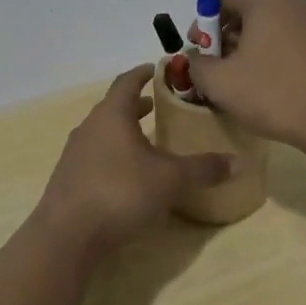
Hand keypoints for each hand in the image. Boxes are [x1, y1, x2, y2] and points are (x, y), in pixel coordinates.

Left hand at [37, 65, 231, 254]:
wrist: (67, 235)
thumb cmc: (120, 192)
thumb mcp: (170, 180)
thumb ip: (203, 169)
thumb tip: (239, 162)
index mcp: (112, 115)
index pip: (127, 82)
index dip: (142, 73)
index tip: (156, 68)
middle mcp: (90, 127)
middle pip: (113, 107)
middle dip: (136, 105)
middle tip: (158, 106)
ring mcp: (75, 154)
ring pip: (103, 132)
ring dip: (123, 131)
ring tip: (146, 140)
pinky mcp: (68, 179)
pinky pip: (94, 155)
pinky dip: (112, 154)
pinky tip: (127, 174)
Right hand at [184, 0, 305, 153]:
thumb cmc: (274, 94)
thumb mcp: (219, 83)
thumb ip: (197, 65)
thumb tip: (197, 60)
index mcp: (265, 0)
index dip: (204, 21)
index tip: (200, 51)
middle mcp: (295, 3)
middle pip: (251, 10)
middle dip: (229, 35)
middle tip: (220, 67)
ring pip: (276, 28)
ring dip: (256, 47)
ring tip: (249, 81)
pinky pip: (298, 45)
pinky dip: (282, 58)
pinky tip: (280, 89)